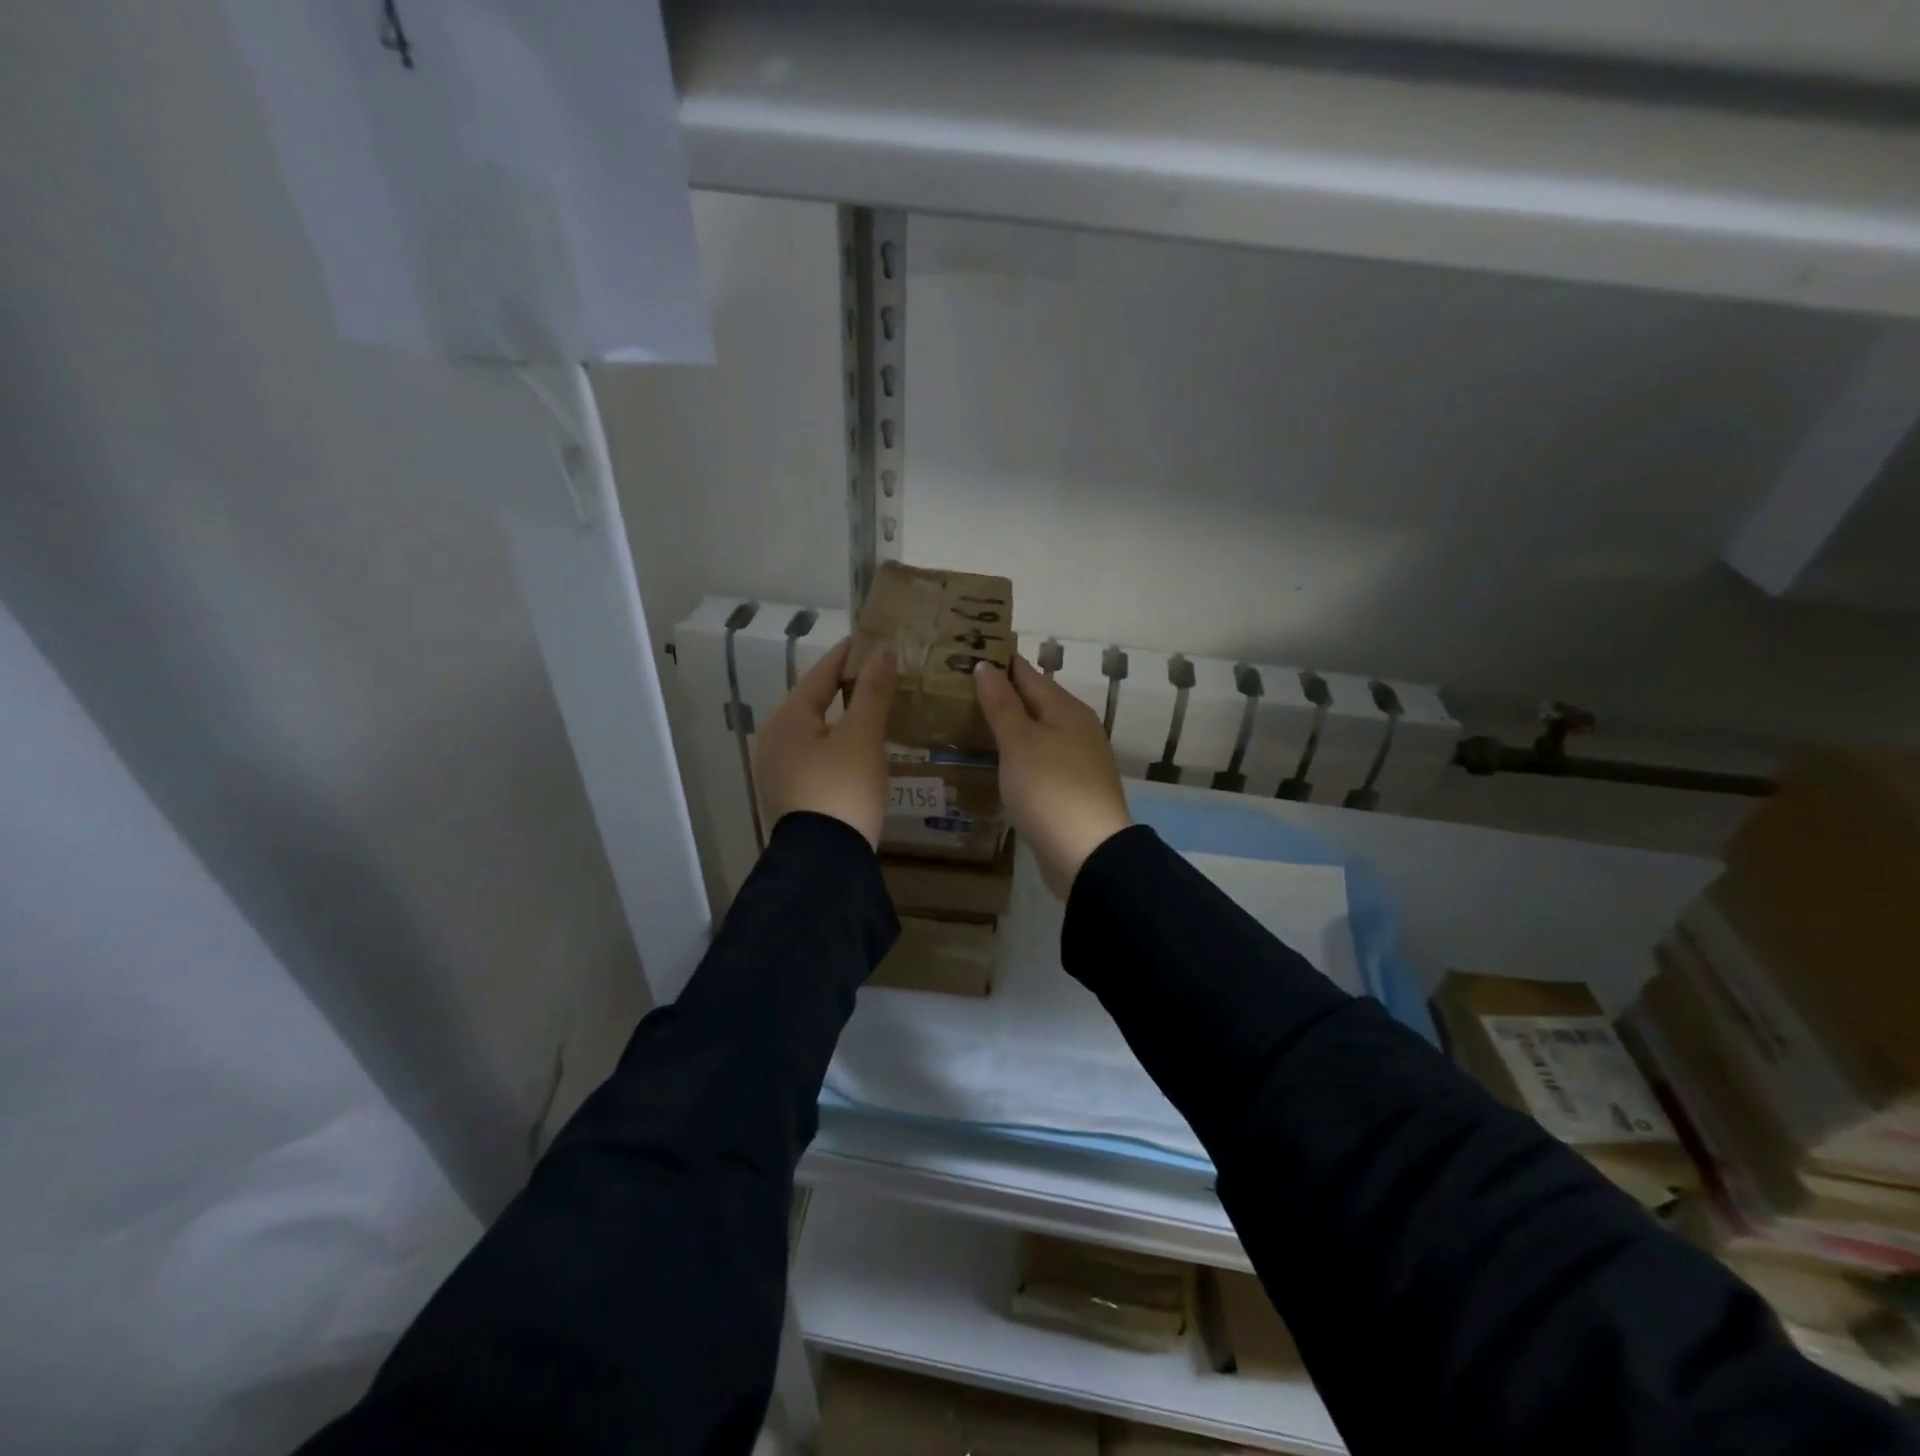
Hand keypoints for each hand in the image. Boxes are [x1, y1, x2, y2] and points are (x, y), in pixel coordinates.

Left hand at [754, 638, 895, 848]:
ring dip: (838, 716)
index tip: (868, 639)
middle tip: (873, 673)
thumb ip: (872, 692)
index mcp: (787, 718)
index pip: (821, 674)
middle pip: (812, 701)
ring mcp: (775, 769)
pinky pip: (811, 754)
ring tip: (867, 707)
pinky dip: (832, 742)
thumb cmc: (843, 789)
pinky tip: (851, 748)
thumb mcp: (863, 737)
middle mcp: (773, 738)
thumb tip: (882, 650)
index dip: (847, 655)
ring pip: (811, 730)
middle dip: (842, 686)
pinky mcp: (786, 794)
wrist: (824, 862)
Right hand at [975, 656, 1131, 897]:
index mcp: (1066, 709)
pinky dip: (1021, 754)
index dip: (1001, 665)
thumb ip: (1002, 704)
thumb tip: (986, 666)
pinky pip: (1043, 758)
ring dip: (1013, 726)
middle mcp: (1078, 727)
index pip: (1028, 674)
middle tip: (962, 691)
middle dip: (1005, 695)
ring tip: (976, 723)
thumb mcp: (1019, 742)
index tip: (970, 655)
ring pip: (1040, 731)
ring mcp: (1080, 759)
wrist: (1088, 852)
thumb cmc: (1049, 788)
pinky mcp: (1075, 788)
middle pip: (1037, 702)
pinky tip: (1003, 762)